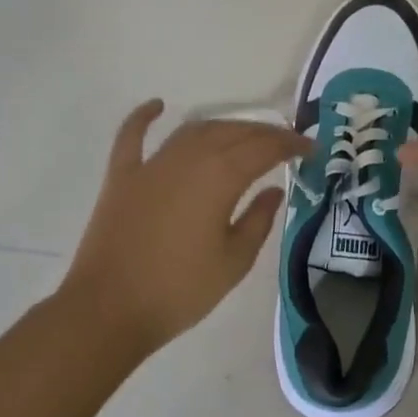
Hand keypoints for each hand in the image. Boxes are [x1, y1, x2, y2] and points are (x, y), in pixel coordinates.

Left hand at [63, 100, 310, 356]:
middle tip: (283, 144)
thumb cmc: (179, 290)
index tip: (310, 148)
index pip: (265, 148)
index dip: (291, 144)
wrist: (107, 310)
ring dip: (222, 127)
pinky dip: (144, 117)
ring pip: (194, 130)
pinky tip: (158, 105)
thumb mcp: (234, 262)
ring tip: (243, 135)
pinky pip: (133, 136)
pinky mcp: (122, 176)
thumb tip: (273, 190)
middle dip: (263, 133)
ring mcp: (152, 164)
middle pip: (232, 132)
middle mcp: (188, 158)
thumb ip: (258, 220)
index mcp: (220, 177)